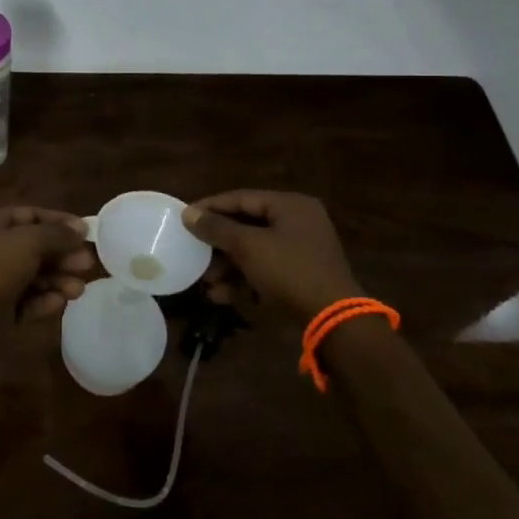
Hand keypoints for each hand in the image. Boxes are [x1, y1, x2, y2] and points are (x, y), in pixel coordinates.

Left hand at [0, 206, 94, 330]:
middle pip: (34, 247)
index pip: (30, 215)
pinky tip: (59, 304)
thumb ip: (56, 235)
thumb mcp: (26, 243)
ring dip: (56, 280)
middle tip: (87, 265)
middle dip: (62, 255)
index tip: (87, 233)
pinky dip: (42, 301)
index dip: (59, 222)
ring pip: (31, 276)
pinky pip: (23, 302)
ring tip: (78, 290)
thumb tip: (80, 228)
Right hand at [182, 190, 362, 324]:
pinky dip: (244, 280)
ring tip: (207, 284)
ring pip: (254, 251)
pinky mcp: (300, 276)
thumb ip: (217, 228)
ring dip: (228, 267)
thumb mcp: (249, 246)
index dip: (211, 207)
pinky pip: (265, 270)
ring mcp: (301, 251)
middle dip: (218, 245)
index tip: (185, 218)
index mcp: (290, 206)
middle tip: (194, 255)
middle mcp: (298, 222)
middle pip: (247, 226)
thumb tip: (188, 214)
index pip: (242, 198)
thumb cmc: (289, 271)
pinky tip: (223, 296)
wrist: (333, 320)